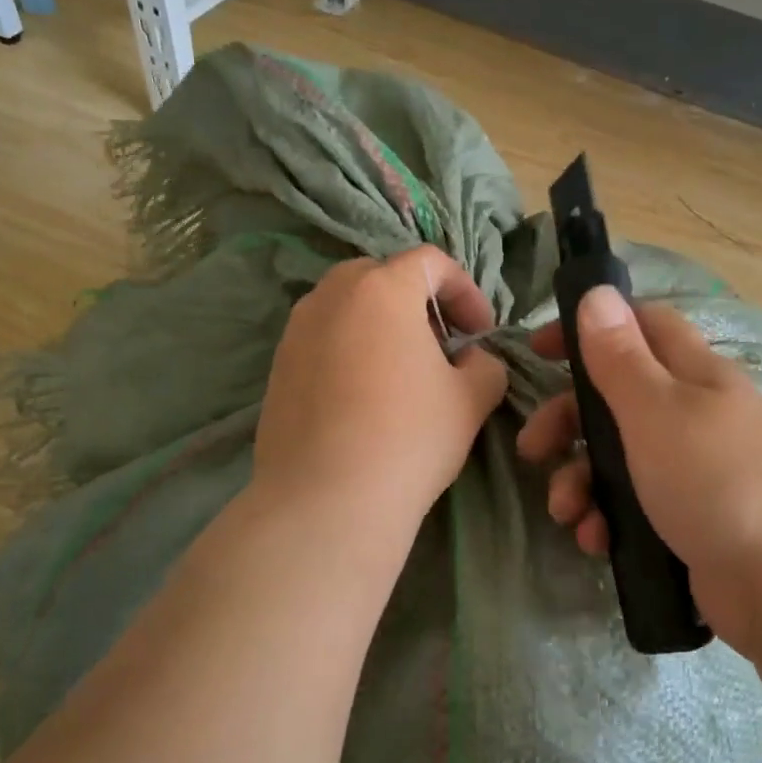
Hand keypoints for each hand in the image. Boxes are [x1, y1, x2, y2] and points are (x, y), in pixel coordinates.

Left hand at [253, 247, 508, 529]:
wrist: (327, 501)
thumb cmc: (410, 438)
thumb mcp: (471, 400)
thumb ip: (484, 364)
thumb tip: (471, 359)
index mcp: (382, 289)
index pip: (430, 261)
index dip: (465, 290)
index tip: (479, 333)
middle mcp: (331, 296)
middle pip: (381, 276)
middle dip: (418, 303)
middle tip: (440, 346)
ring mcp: (295, 331)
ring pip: (346, 308)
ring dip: (380, 326)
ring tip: (401, 373)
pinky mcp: (277, 368)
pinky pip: (322, 341)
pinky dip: (349, 351)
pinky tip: (363, 399)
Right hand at [517, 286, 761, 652]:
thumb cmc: (716, 481)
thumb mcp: (657, 411)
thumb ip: (621, 356)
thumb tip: (597, 293)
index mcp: (698, 376)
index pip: (643, 326)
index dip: (591, 328)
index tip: (540, 350)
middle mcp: (700, 417)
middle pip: (620, 400)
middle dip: (570, 422)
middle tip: (533, 449)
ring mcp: (700, 473)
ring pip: (623, 460)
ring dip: (583, 481)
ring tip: (567, 514)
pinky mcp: (696, 523)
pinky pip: (638, 508)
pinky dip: (611, 519)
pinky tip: (598, 542)